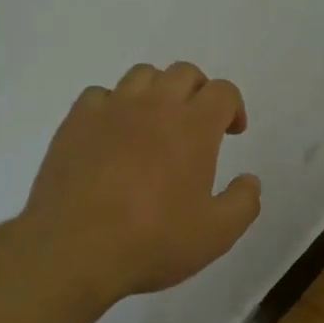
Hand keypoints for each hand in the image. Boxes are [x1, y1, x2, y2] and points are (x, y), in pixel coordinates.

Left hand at [20, 62, 261, 304]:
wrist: (74, 250)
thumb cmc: (152, 241)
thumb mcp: (216, 234)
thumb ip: (243, 202)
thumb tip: (250, 180)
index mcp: (193, 125)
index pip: (223, 91)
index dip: (233, 107)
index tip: (231, 132)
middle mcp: (155, 105)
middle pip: (184, 72)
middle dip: (198, 92)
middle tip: (197, 124)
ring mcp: (111, 108)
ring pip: (142, 75)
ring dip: (158, 91)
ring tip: (155, 124)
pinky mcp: (75, 121)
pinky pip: (100, 94)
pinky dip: (114, 106)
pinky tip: (112, 134)